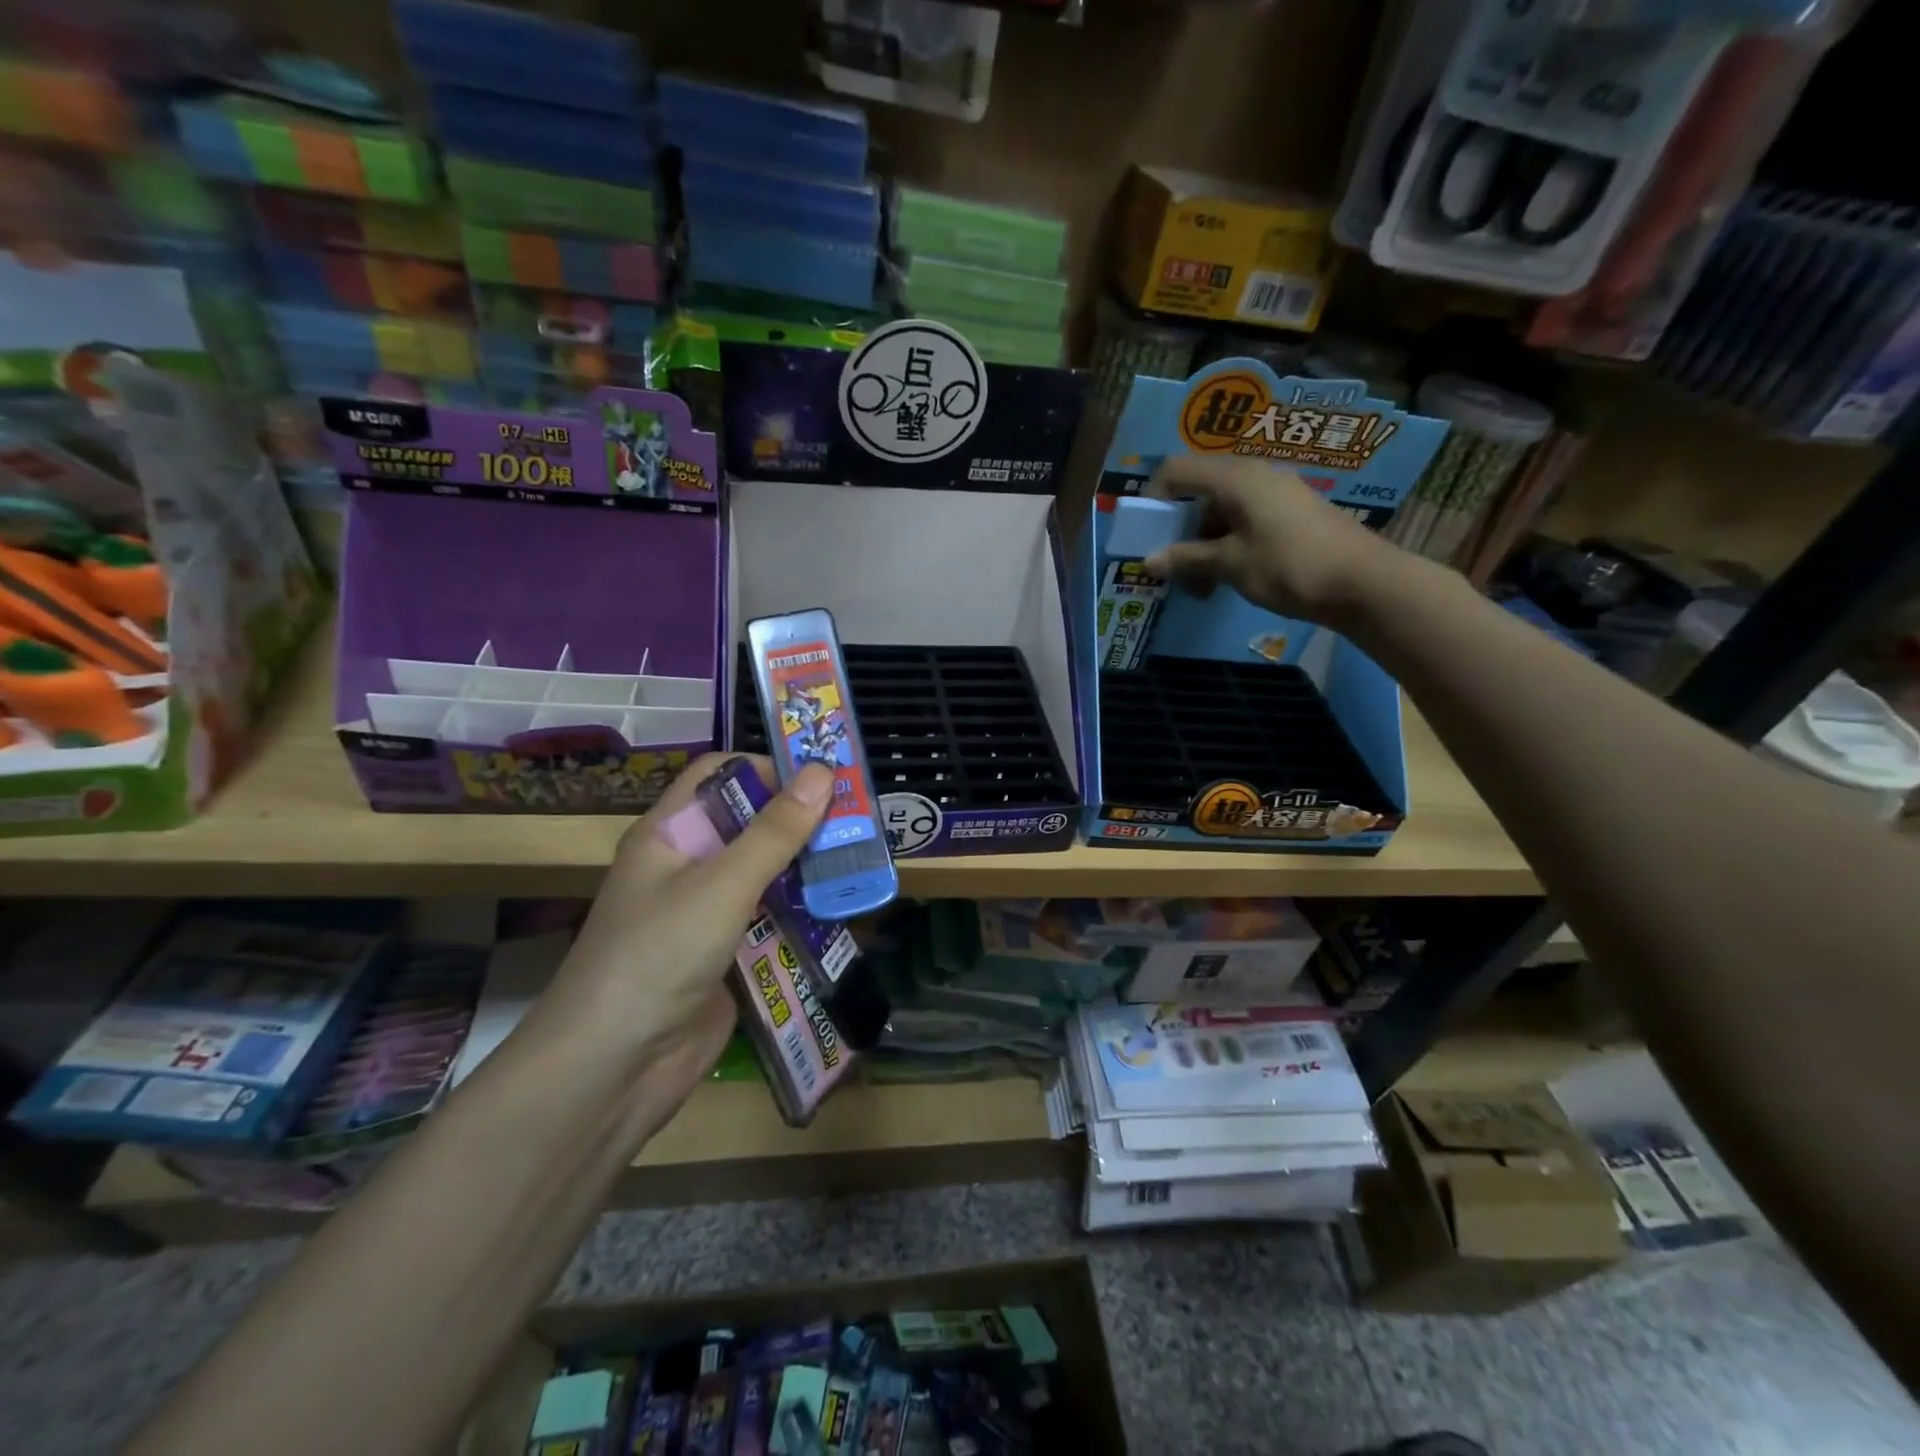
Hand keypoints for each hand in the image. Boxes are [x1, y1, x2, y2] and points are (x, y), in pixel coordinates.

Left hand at [531, 753, 832, 1120]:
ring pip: (767, 873)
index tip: (821, 778)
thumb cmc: (658, 955)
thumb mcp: (721, 885)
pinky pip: (772, 919)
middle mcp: (688, 866)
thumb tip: (824, 771)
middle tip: (858, 819)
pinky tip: (843, 910)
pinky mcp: (727, 954)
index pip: (719, 775)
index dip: (767, 768)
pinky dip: (804, 912)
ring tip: (861, 860)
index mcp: (670, 834)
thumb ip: (775, 832)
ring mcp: (708, 913)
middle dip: (801, 820)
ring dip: (808, 867)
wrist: (614, 1070)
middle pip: (750, 823)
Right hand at [1144, 455, 1401, 625]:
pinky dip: (1227, 546)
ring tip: (1201, 587)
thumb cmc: (1289, 566)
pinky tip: (1228, 578)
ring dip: (1202, 546)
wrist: (1364, 582)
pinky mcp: (1290, 514)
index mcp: (1234, 478)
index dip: (1154, 500)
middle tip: (1173, 569)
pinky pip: (1244, 521)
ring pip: (1221, 511)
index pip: (1176, 471)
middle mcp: (1253, 475)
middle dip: (1178, 531)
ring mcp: (1275, 493)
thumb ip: (1187, 559)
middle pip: (1198, 493)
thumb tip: (1148, 561)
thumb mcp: (1231, 565)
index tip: (1147, 537)